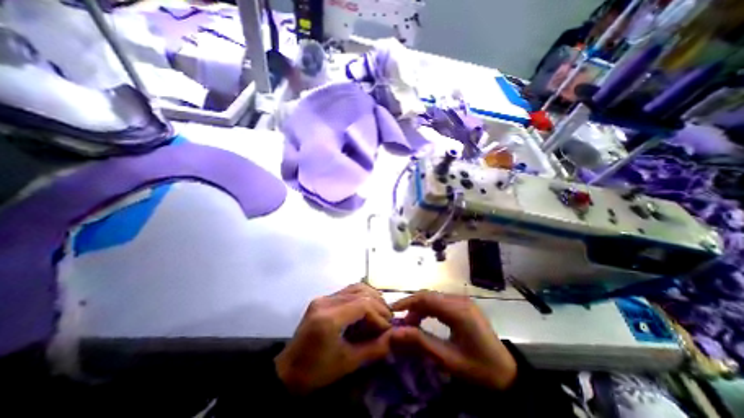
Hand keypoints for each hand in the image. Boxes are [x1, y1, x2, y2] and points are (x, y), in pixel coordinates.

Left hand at [276, 282, 394, 392]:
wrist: (287, 371)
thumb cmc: (316, 372)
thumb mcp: (347, 363)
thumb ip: (373, 349)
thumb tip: (393, 337)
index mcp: (329, 318)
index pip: (362, 305)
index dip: (379, 315)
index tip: (387, 329)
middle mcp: (325, 301)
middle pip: (360, 292)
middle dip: (378, 304)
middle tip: (387, 319)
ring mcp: (323, 298)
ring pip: (355, 287)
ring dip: (371, 296)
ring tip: (380, 311)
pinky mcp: (323, 299)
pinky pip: (347, 290)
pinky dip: (361, 295)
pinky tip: (368, 306)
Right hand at [390, 291, 518, 388]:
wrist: (507, 374)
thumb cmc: (478, 369)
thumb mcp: (447, 359)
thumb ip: (421, 342)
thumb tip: (396, 333)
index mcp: (458, 311)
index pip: (426, 298)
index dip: (407, 302)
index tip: (392, 311)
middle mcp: (459, 300)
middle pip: (429, 296)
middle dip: (411, 306)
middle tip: (400, 321)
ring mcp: (462, 301)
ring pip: (433, 298)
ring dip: (419, 308)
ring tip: (410, 324)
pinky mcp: (463, 305)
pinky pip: (440, 302)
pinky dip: (428, 310)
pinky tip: (424, 321)